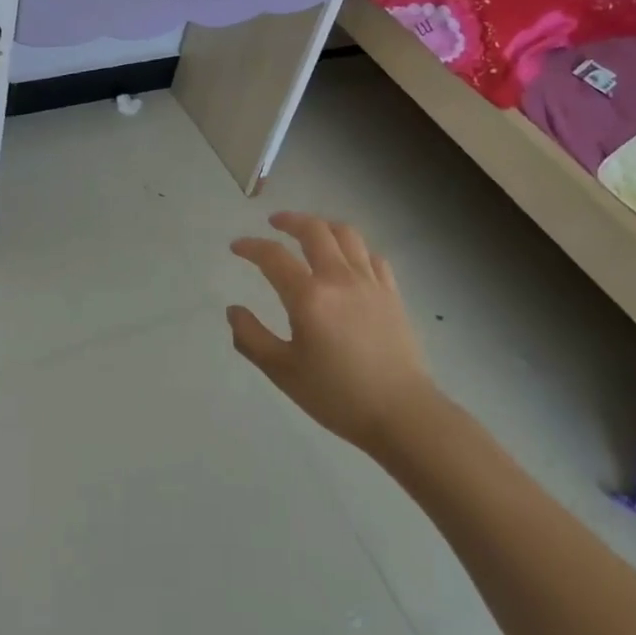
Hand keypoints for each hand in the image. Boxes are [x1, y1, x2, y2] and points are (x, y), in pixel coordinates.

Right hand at [227, 213, 439, 454]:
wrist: (402, 414)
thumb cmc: (337, 396)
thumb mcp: (283, 372)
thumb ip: (251, 338)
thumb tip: (233, 310)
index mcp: (308, 296)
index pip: (273, 256)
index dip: (251, 246)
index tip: (236, 247)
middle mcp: (339, 278)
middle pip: (314, 230)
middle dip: (290, 220)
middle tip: (274, 223)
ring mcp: (370, 282)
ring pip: (347, 235)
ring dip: (323, 226)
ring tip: (311, 231)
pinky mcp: (392, 294)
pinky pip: (372, 256)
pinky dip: (355, 249)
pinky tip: (349, 260)